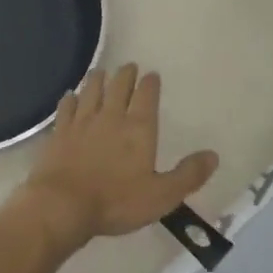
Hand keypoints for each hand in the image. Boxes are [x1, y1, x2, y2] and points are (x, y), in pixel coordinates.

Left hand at [18, 65, 218, 248]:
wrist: (63, 205)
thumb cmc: (117, 202)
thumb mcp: (162, 195)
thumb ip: (188, 175)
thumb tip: (213, 155)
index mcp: (138, 128)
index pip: (146, 96)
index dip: (150, 84)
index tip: (151, 75)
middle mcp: (110, 117)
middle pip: (118, 87)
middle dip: (125, 75)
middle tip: (128, 66)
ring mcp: (81, 122)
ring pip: (91, 91)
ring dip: (97, 79)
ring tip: (100, 71)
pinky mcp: (59, 133)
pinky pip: (66, 108)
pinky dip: (70, 99)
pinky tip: (70, 95)